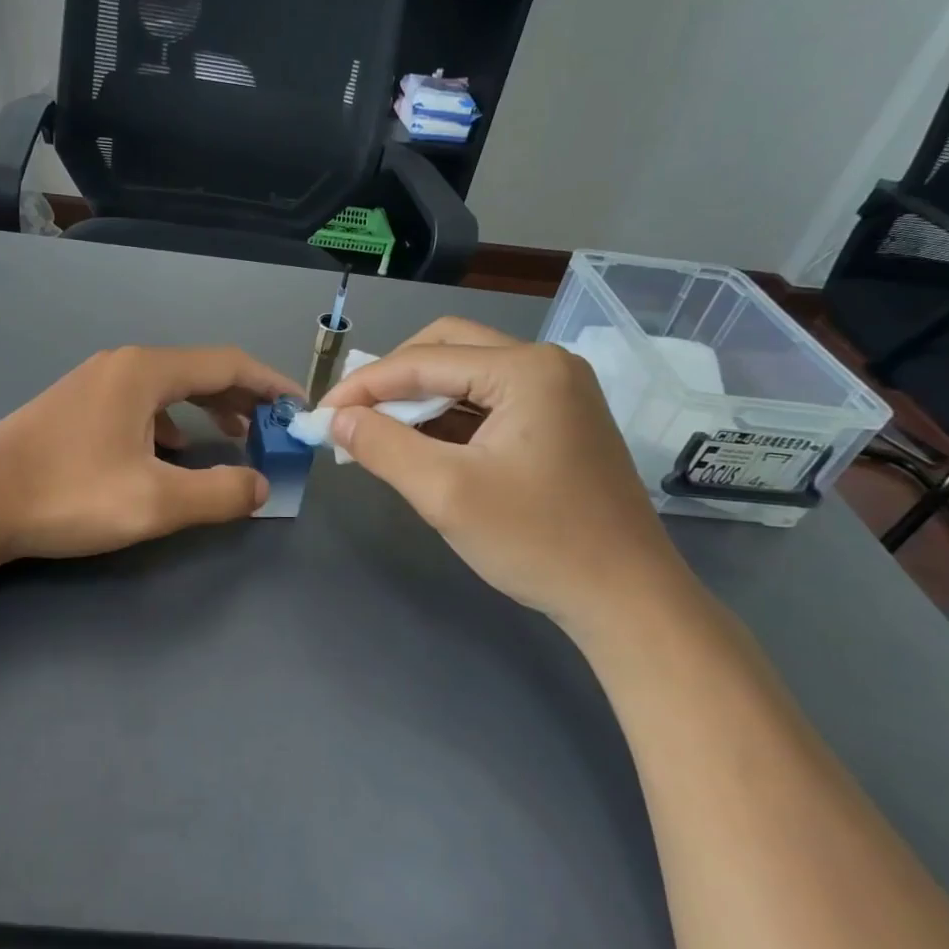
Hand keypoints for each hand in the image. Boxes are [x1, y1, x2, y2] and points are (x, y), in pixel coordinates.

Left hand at [0, 345, 300, 561]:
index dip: (271, 383)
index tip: (299, 406)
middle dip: (242, 397)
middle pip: (198, 370)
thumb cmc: (67, 495)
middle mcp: (121, 365)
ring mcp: (93, 383)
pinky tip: (171, 451)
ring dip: (207, 409)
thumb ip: (218, 494)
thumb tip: (260, 486)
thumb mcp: (154, 503)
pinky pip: (140, 404)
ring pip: (167, 388)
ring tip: (233, 437)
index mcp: (145, 372)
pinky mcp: (74, 406)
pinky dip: (171, 422)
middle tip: (272, 427)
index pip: (227, 363)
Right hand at [319, 317, 693, 632]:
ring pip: (466, 375)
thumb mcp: (446, 494)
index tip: (321, 415)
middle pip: (447, 349)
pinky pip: (488, 403)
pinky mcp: (559, 421)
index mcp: (527, 369)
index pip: (424, 360)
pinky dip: (448, 419)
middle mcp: (546, 365)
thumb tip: (337, 419)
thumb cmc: (537, 542)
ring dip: (419, 400)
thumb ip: (383, 447)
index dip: (364, 385)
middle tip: (354, 418)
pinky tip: (422, 446)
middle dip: (393, 381)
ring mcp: (558, 392)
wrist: (627, 599)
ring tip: (379, 435)